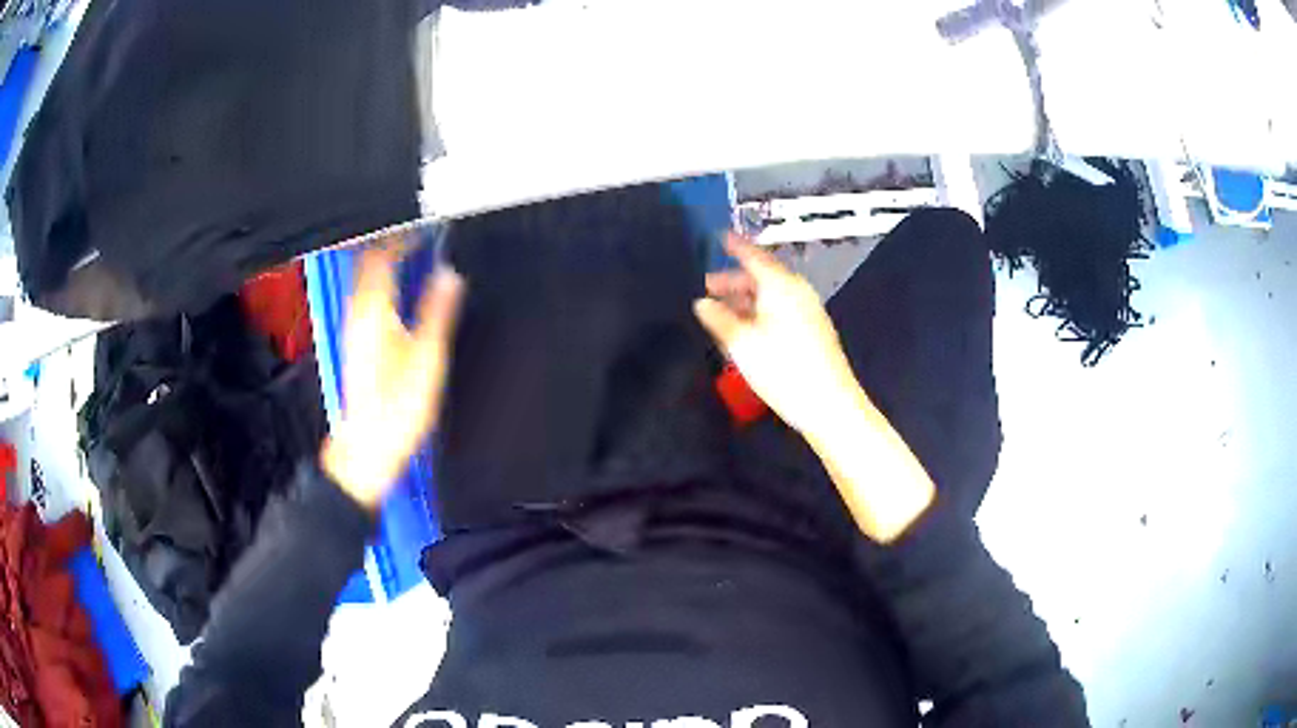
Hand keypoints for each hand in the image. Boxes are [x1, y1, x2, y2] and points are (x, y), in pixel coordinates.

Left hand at [322, 246, 464, 508]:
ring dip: (385, 262)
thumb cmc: (396, 409)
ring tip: (411, 255)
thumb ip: (437, 312)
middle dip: (391, 243)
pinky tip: (398, 291)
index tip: (424, 229)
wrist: (368, 447)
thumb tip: (449, 276)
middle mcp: (358, 314)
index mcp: (375, 311)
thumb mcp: (428, 358)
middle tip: (419, 236)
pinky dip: (381, 283)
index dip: (402, 237)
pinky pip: (365, 297)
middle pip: (367, 262)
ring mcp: (353, 328)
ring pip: (365, 278)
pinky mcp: (355, 342)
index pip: (382, 256)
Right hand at [694, 234, 933, 541]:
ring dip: (746, 300)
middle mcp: (797, 292)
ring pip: (771, 296)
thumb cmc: (783, 368)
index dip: (736, 246)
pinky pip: (780, 310)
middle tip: (708, 286)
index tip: (720, 237)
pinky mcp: (812, 331)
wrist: (829, 404)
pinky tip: (746, 331)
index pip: (754, 256)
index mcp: (781, 286)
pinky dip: (760, 312)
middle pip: (762, 277)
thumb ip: (718, 318)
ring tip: (721, 312)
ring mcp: (808, 311)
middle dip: (734, 280)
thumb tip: (701, 302)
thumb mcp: (742, 343)